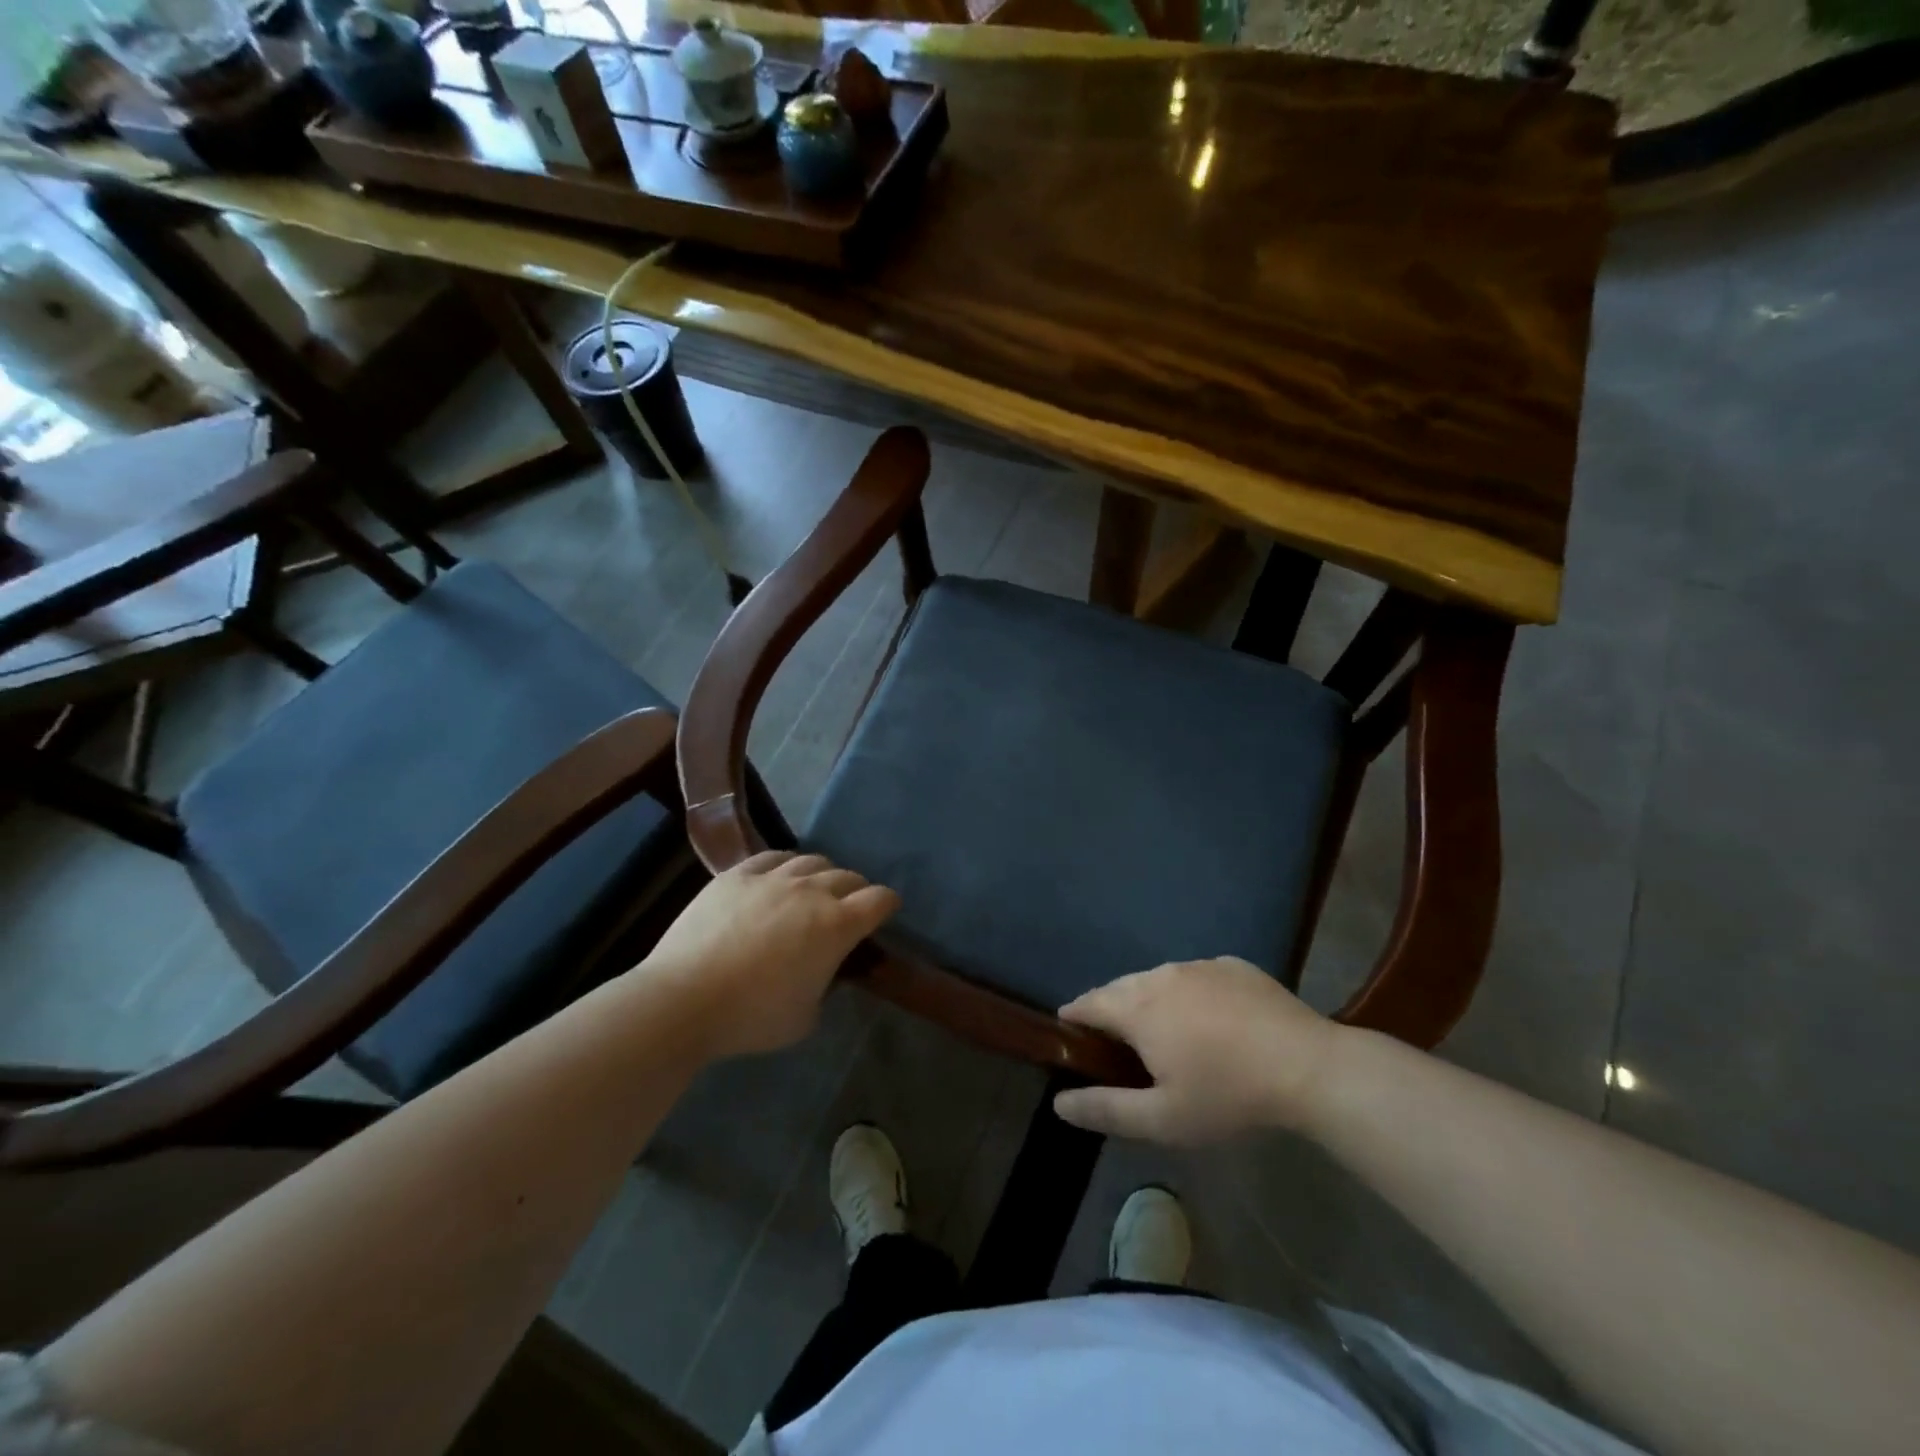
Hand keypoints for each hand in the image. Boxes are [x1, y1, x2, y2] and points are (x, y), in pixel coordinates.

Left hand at [640, 851, 898, 1060]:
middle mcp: (812, 891)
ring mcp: (772, 877)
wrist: (684, 999)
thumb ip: (825, 986)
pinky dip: (785, 864)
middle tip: (850, 907)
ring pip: (812, 861)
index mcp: (837, 926)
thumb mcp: (806, 1016)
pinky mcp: (737, 874)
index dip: (887, 905)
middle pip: (848, 877)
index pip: (879, 900)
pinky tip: (780, 875)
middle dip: (857, 891)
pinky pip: (772, 856)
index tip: (886, 912)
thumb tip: (822, 969)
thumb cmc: (752, 1017)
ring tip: (814, 889)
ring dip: (822, 874)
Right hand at [1052, 957, 1342, 1143]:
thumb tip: (1059, 1103)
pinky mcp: (1233, 966)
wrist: (1308, 1067)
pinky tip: (1211, 1022)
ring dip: (1150, 1001)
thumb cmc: (1228, 1095)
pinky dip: (1189, 994)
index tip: (1071, 1039)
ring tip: (1164, 1033)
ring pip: (1159, 979)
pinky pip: (1196, 976)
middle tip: (1118, 1046)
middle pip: (1121, 988)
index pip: (1088, 1003)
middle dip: (1110, 1011)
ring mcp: (1200, 966)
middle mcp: (1161, 975)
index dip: (1073, 1019)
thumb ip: (1106, 1109)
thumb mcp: (1163, 1119)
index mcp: (1138, 1007)